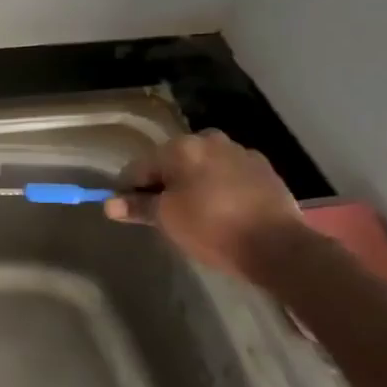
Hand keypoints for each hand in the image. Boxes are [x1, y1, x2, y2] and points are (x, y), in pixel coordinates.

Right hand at [104, 131, 305, 281]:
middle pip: (171, 162)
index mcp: (181, 148)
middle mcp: (209, 140)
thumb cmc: (212, 229)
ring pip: (201, 166)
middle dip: (164, 185)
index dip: (129, 190)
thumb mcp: (167, 220)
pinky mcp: (263, 168)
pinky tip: (224, 211)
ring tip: (196, 215)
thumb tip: (109, 204)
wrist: (277, 246)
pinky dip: (218, 187)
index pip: (138, 167)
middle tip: (166, 217)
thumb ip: (137, 207)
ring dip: (192, 184)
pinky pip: (227, 174)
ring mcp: (239, 152)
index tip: (133, 213)